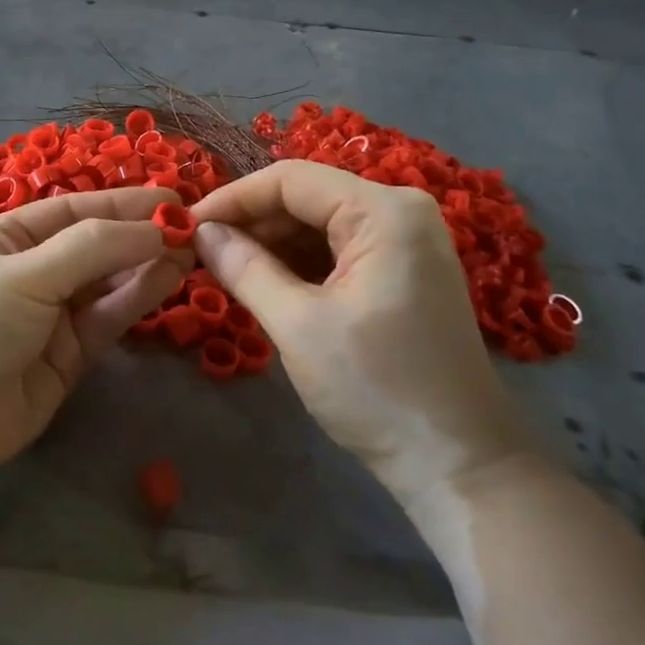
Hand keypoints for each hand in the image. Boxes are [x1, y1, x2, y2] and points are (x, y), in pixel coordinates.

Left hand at [0, 187, 191, 531]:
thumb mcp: (24, 273)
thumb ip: (92, 248)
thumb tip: (157, 226)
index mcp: (9, 237)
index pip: (75, 209)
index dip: (124, 202)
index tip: (174, 197)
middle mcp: (33, 270)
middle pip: (97, 244)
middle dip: (141, 233)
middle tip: (195, 226)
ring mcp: (51, 315)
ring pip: (109, 282)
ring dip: (147, 264)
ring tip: (192, 249)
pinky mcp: (69, 357)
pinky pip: (109, 319)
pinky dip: (138, 298)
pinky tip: (169, 278)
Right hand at [191, 161, 531, 507]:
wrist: (457, 464)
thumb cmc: (376, 389)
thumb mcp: (298, 325)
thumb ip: (243, 267)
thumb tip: (200, 232)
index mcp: (384, 212)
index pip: (291, 180)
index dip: (233, 198)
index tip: (188, 226)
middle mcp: (400, 213)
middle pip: (306, 198)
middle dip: (250, 223)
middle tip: (200, 253)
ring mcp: (405, 243)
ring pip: (318, 225)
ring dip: (269, 245)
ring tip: (223, 271)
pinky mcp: (402, 273)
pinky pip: (336, 251)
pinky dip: (296, 264)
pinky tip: (262, 285)